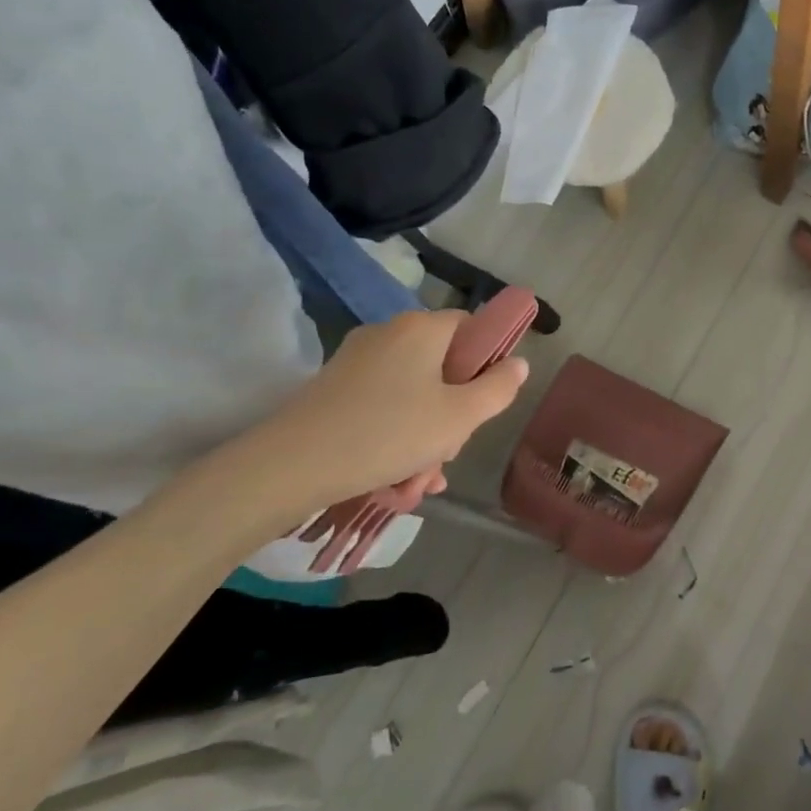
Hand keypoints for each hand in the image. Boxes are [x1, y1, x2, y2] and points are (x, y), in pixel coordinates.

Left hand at [223, 311, 528, 528]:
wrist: (292, 465)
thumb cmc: (389, 433)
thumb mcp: (459, 417)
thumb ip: (498, 388)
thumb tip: (518, 363)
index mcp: (422, 329)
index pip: (472, 326)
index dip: (487, 361)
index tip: (485, 402)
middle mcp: (389, 334)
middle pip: (442, 366)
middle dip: (451, 416)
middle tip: (447, 455)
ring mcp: (357, 361)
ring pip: (413, 395)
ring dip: (424, 438)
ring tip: (417, 484)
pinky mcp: (334, 389)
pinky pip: (382, 407)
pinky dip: (394, 438)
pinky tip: (394, 481)